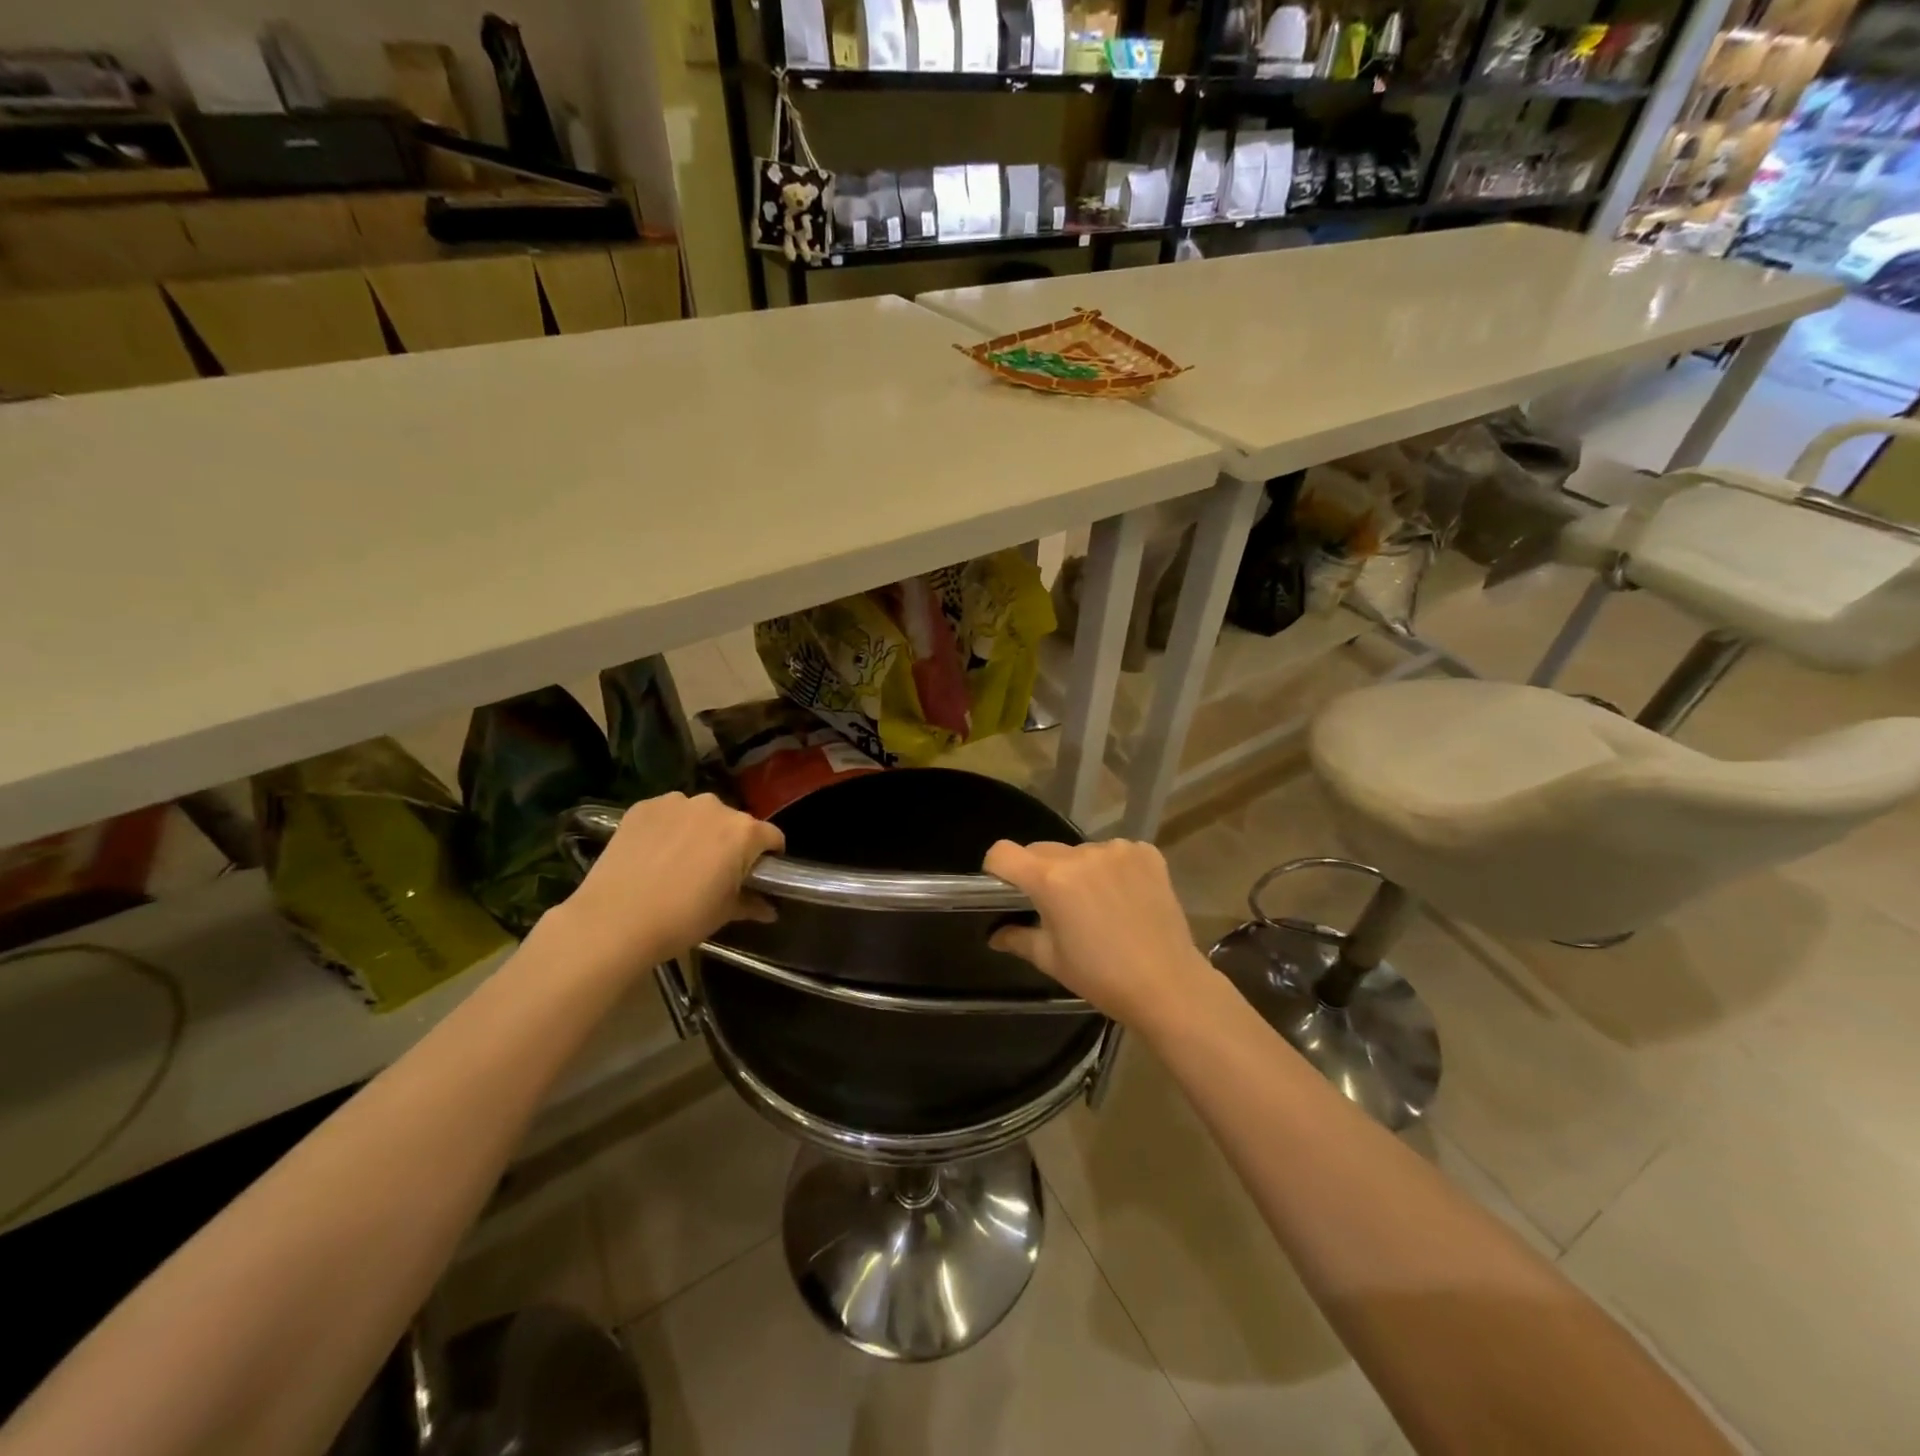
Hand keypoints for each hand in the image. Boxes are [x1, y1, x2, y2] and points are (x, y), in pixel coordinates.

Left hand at [557, 793, 783, 969]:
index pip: (772, 836)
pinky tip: (654, 854)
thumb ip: (751, 903)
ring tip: (680, 862)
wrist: (613, 921)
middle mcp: (715, 807)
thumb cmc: (681, 919)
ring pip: (700, 814)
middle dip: (732, 843)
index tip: (758, 875)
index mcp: (743, 832)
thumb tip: (769, 909)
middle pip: (735, 822)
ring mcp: (677, 803)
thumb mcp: (724, 914)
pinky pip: (668, 813)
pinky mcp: (644, 806)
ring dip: (699, 831)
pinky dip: (668, 828)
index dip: (770, 856)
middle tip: (716, 872)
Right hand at [983, 839, 1218, 1032]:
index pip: (1003, 852)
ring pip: (1080, 852)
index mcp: (1051, 879)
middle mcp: (1081, 854)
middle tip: (1055, 906)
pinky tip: (1124, 897)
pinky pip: (1115, 852)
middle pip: (1042, 851)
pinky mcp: (1146, 853)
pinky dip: (1112, 869)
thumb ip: (1018, 938)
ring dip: (1079, 871)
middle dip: (1040, 873)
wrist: (1169, 985)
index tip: (1006, 889)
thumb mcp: (1052, 960)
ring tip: (1097, 904)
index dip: (997, 869)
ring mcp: (1117, 850)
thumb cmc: (1102, 977)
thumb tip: (995, 935)